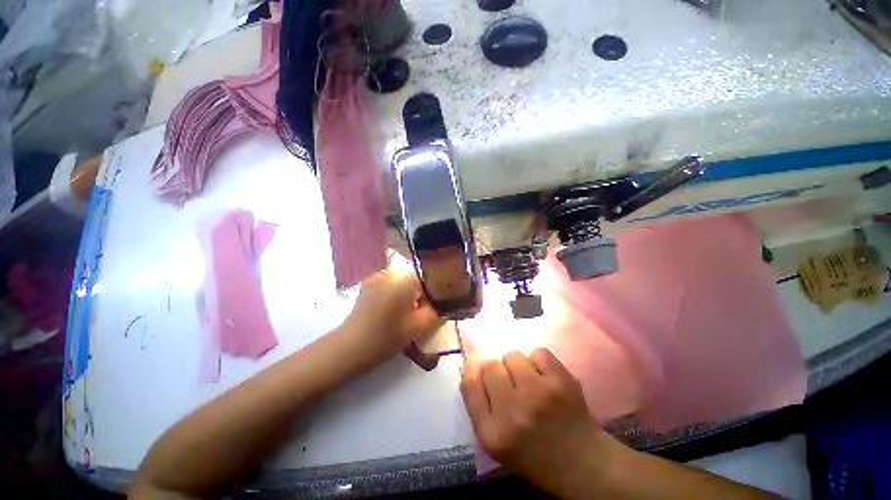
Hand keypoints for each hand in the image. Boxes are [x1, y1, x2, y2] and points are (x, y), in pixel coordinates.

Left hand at [340, 269, 442, 368]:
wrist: (348, 348)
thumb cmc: (385, 338)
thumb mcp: (418, 327)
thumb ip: (438, 312)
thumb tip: (447, 303)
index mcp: (403, 279)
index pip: (430, 278)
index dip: (437, 293)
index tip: (436, 308)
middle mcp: (391, 271)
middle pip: (417, 278)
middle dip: (423, 294)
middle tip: (421, 313)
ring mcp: (377, 276)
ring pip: (405, 281)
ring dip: (411, 293)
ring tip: (407, 313)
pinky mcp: (369, 283)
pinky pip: (392, 283)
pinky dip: (398, 292)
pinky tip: (393, 310)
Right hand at [461, 349, 618, 497]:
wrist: (584, 465)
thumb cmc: (535, 456)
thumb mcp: (497, 443)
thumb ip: (479, 405)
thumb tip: (471, 363)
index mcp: (492, 434)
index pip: (470, 384)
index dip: (472, 369)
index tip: (478, 365)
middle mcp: (512, 412)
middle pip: (490, 366)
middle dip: (497, 370)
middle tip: (510, 382)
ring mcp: (538, 394)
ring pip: (512, 355)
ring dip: (517, 365)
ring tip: (529, 380)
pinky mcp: (561, 382)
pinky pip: (538, 352)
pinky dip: (539, 361)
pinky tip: (546, 378)